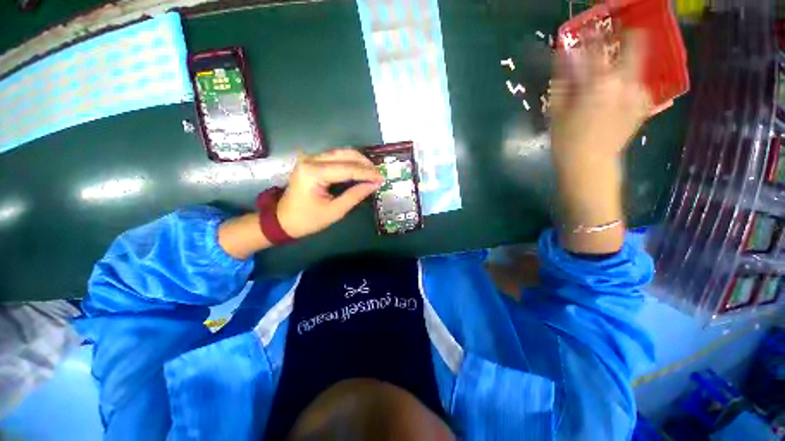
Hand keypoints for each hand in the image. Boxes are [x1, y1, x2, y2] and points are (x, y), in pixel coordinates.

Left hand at [277, 148, 384, 238]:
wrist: (283, 220)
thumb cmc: (308, 220)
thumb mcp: (335, 211)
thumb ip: (355, 196)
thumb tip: (374, 185)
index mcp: (314, 173)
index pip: (347, 169)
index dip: (367, 173)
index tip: (382, 178)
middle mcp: (311, 160)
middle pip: (345, 154)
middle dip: (365, 164)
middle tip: (379, 175)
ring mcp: (310, 159)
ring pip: (341, 153)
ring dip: (359, 161)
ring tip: (372, 172)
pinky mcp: (312, 162)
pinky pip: (335, 158)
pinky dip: (350, 163)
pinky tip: (360, 170)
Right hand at [550, 31, 651, 164]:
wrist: (590, 165)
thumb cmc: (567, 140)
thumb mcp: (557, 110)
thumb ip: (563, 80)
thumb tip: (565, 57)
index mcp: (600, 82)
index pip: (596, 48)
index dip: (590, 36)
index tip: (587, 29)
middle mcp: (625, 82)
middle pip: (635, 45)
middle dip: (624, 37)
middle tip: (614, 38)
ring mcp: (638, 94)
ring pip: (635, 66)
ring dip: (622, 66)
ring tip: (608, 79)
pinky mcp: (642, 106)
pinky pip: (636, 85)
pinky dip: (626, 85)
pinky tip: (615, 98)